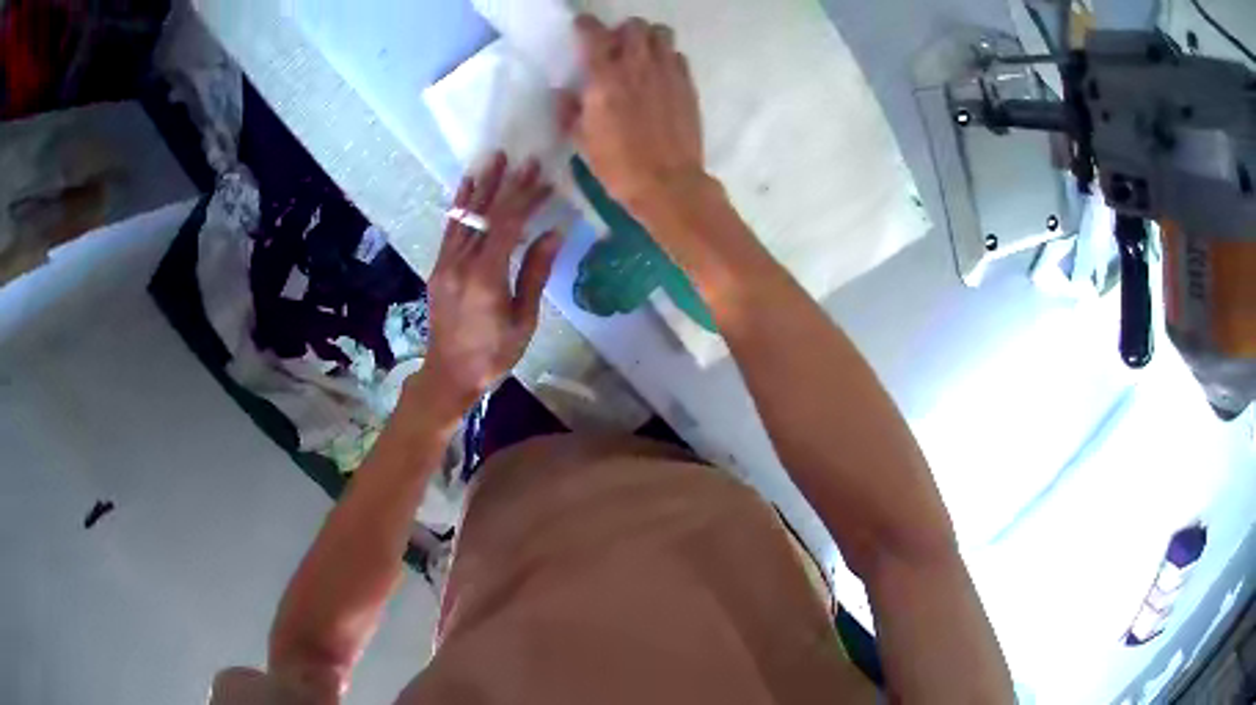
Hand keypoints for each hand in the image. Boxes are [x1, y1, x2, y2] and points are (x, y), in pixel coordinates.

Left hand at [416, 154, 562, 417]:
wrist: (449, 375)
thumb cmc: (493, 355)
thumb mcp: (523, 320)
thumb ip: (535, 274)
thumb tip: (554, 234)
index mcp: (486, 278)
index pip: (508, 225)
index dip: (526, 199)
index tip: (543, 178)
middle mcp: (461, 264)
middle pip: (485, 215)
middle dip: (505, 184)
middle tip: (521, 158)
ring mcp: (445, 264)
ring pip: (464, 217)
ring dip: (480, 187)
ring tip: (491, 160)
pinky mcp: (438, 268)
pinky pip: (450, 230)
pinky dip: (460, 206)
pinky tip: (467, 189)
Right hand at [560, 16, 707, 216]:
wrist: (668, 183)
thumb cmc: (618, 165)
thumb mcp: (582, 141)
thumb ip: (570, 111)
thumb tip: (563, 93)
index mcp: (605, 78)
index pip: (593, 34)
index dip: (585, 25)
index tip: (582, 27)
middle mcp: (637, 66)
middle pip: (634, 26)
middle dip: (622, 31)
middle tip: (617, 47)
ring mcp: (667, 73)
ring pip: (661, 34)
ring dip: (648, 38)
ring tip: (642, 56)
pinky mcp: (687, 85)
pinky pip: (678, 56)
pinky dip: (667, 57)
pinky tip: (661, 75)